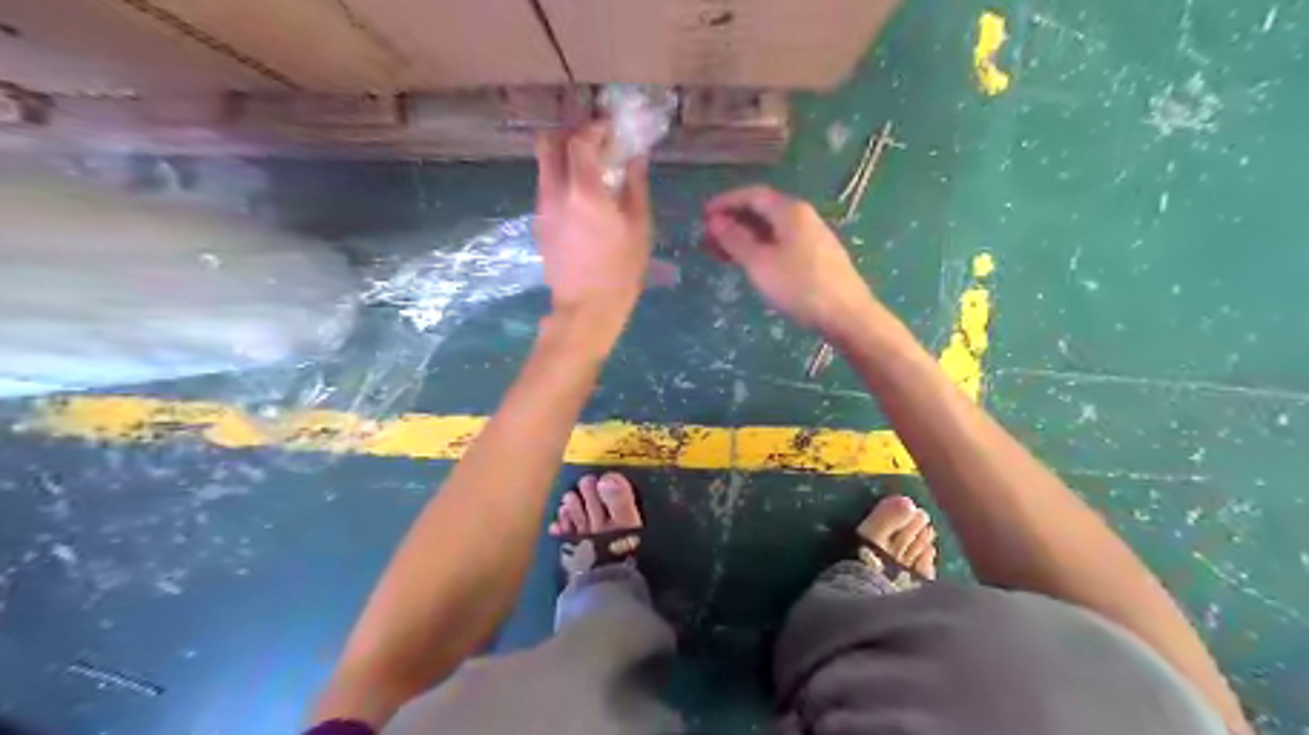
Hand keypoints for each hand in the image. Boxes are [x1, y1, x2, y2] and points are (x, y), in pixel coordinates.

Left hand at [533, 126, 652, 329]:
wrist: (586, 308)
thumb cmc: (621, 270)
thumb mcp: (639, 227)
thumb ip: (635, 186)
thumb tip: (636, 157)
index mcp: (583, 190)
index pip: (580, 140)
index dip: (595, 128)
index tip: (611, 130)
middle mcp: (555, 192)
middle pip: (547, 143)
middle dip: (569, 134)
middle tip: (593, 142)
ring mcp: (542, 208)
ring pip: (544, 165)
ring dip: (564, 158)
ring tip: (590, 170)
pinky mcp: (539, 223)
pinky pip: (546, 187)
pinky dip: (561, 180)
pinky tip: (582, 198)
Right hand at [706, 186, 878, 337]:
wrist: (847, 315)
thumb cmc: (799, 286)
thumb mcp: (760, 263)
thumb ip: (735, 240)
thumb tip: (715, 221)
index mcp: (790, 211)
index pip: (752, 195)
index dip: (725, 202)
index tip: (702, 216)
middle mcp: (803, 217)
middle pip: (762, 210)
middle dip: (732, 221)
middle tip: (707, 239)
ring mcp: (812, 237)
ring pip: (771, 229)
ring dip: (744, 237)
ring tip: (721, 254)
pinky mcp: (816, 257)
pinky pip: (781, 243)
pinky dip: (760, 248)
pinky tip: (750, 264)